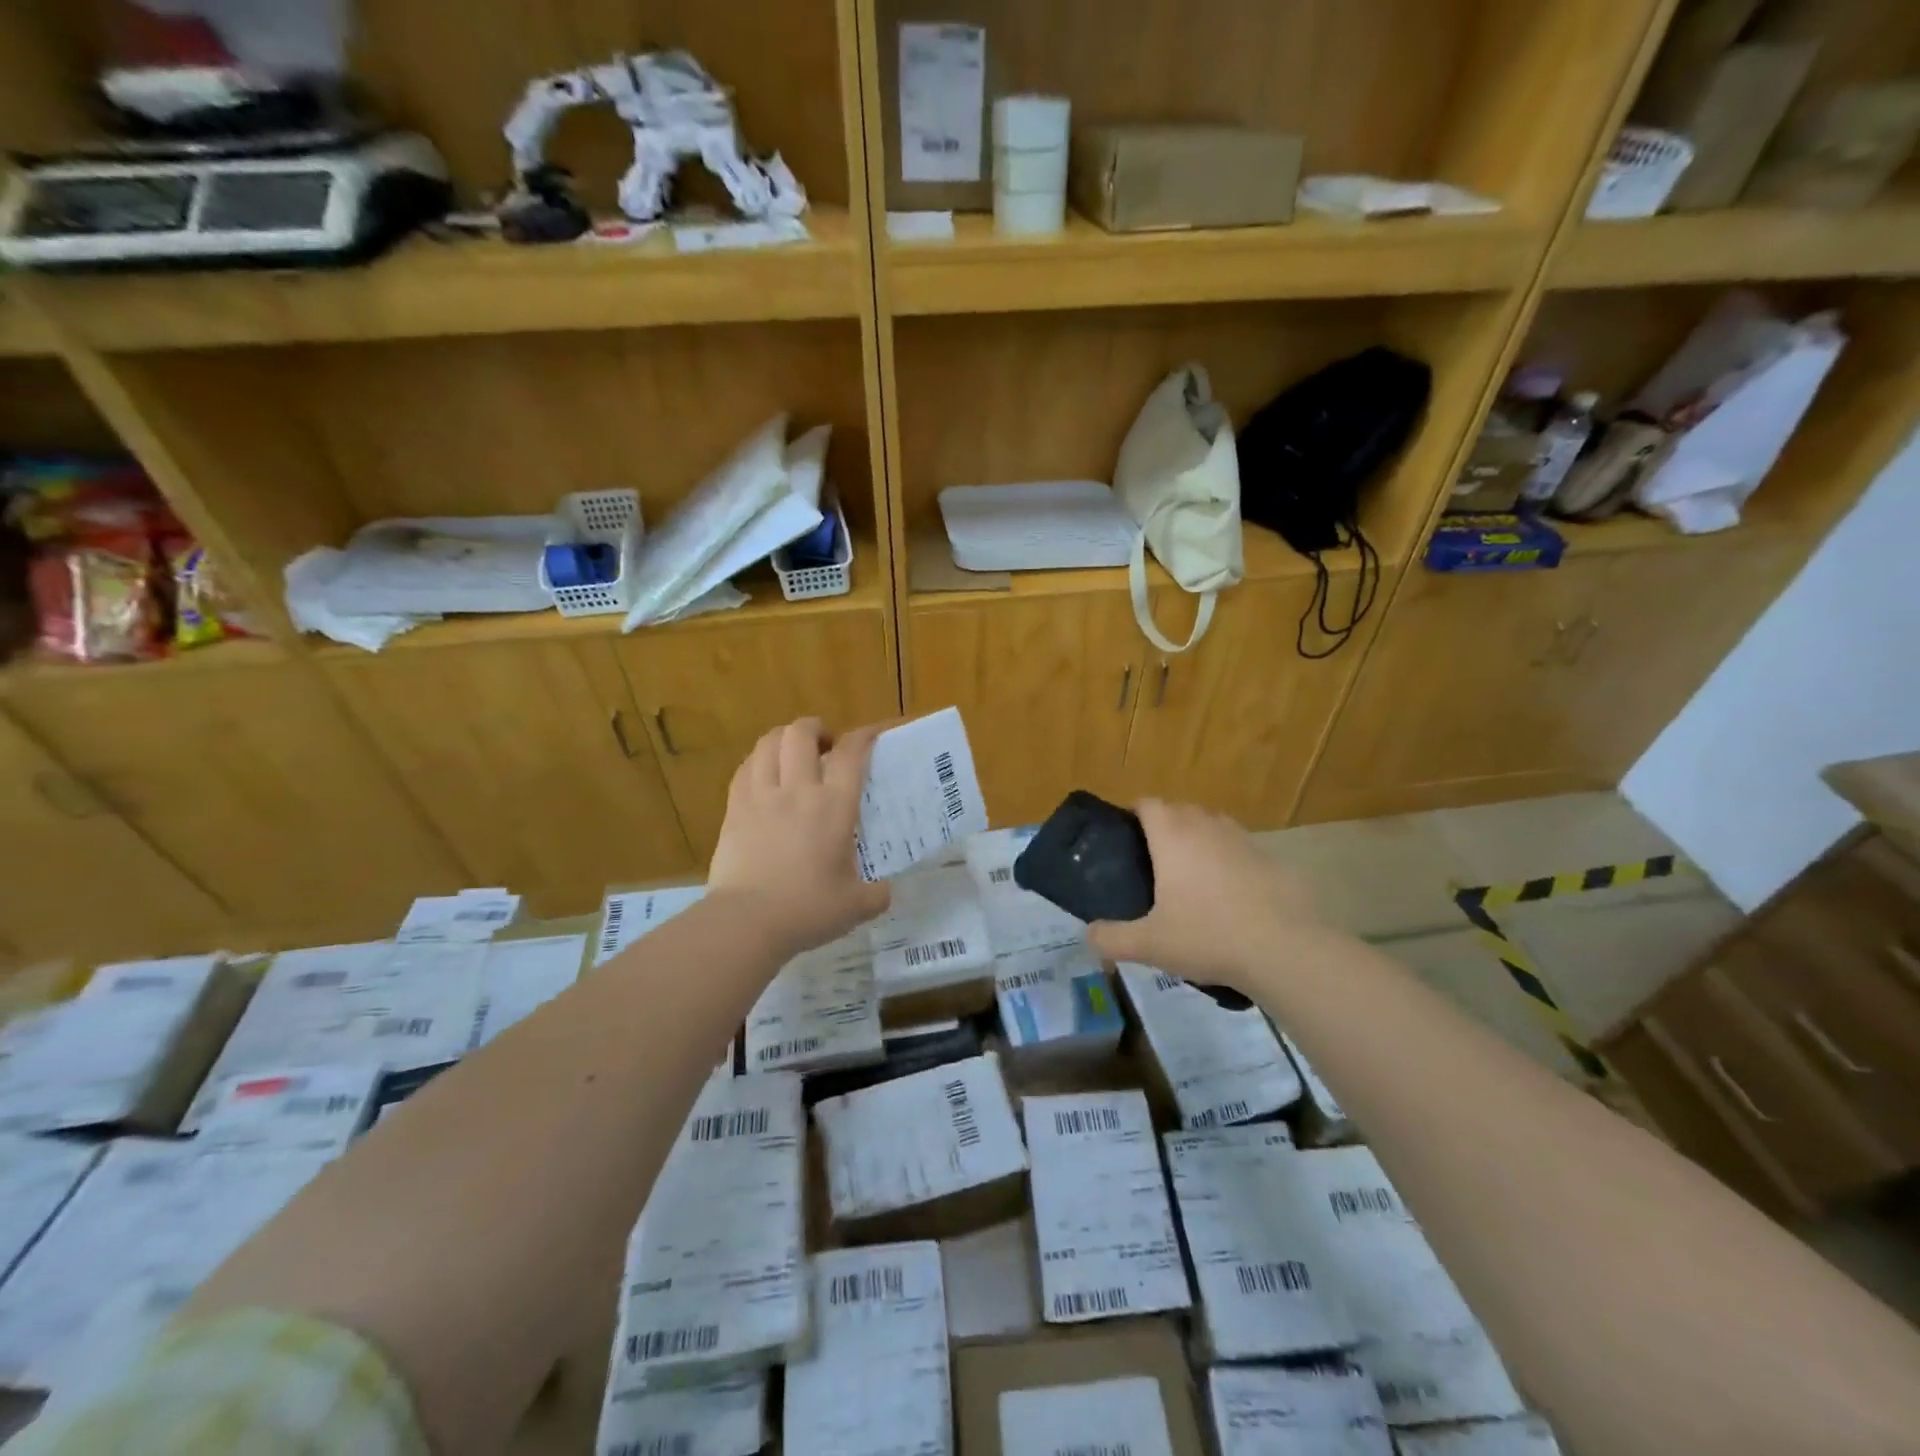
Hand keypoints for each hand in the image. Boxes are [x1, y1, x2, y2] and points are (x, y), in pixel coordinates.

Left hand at [708, 717, 890, 958]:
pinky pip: (745, 769)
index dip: (864, 735)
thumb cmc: (807, 910)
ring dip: (784, 738)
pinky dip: (758, 761)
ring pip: (768, 743)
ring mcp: (761, 796)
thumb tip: (885, 891)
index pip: (851, 753)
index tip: (873, 734)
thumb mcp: (855, 907)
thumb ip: (876, 894)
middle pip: (802, 733)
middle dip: (816, 728)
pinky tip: (763, 775)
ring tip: (792, 753)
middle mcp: (798, 790)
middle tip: (825, 745)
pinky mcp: (734, 809)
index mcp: (834, 806)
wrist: (747, 921)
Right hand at [1087, 799, 1319, 992]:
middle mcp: (1206, 827)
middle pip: (1180, 809)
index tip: (1125, 838)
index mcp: (1173, 836)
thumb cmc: (1208, 936)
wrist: (1283, 949)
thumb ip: (1111, 938)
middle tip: (1153, 861)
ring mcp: (1242, 839)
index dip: (1134, 814)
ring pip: (1212, 824)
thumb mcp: (1149, 944)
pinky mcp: (1270, 858)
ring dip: (1198, 838)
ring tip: (1190, 874)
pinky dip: (1228, 859)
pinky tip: (1228, 893)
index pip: (1148, 804)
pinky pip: (1239, 847)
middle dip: (1165, 825)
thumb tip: (1088, 935)